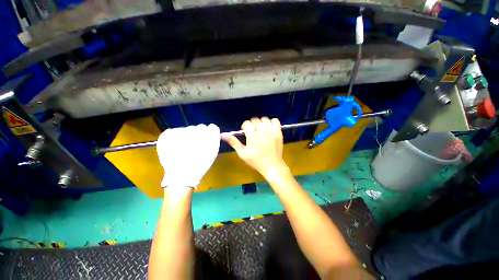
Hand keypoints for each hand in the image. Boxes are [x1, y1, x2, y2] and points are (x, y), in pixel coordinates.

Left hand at [157, 124, 219, 188]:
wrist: (182, 174)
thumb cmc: (201, 165)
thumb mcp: (213, 152)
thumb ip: (214, 140)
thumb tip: (212, 132)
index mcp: (209, 134)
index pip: (211, 127)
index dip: (209, 134)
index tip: (206, 140)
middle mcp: (196, 129)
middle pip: (199, 127)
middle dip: (198, 135)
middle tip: (194, 146)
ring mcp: (182, 130)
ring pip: (187, 130)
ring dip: (186, 136)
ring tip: (183, 148)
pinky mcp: (169, 133)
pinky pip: (174, 131)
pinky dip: (174, 137)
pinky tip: (175, 147)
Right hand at [222, 117, 287, 178]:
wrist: (272, 165)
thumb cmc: (256, 161)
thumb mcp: (243, 154)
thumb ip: (234, 143)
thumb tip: (223, 135)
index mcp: (252, 137)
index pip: (247, 123)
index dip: (245, 127)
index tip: (246, 133)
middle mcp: (262, 132)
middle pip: (255, 120)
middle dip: (252, 125)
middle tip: (253, 132)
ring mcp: (272, 131)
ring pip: (264, 119)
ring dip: (261, 123)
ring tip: (261, 130)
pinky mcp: (279, 132)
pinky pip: (275, 120)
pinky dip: (271, 122)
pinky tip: (269, 128)